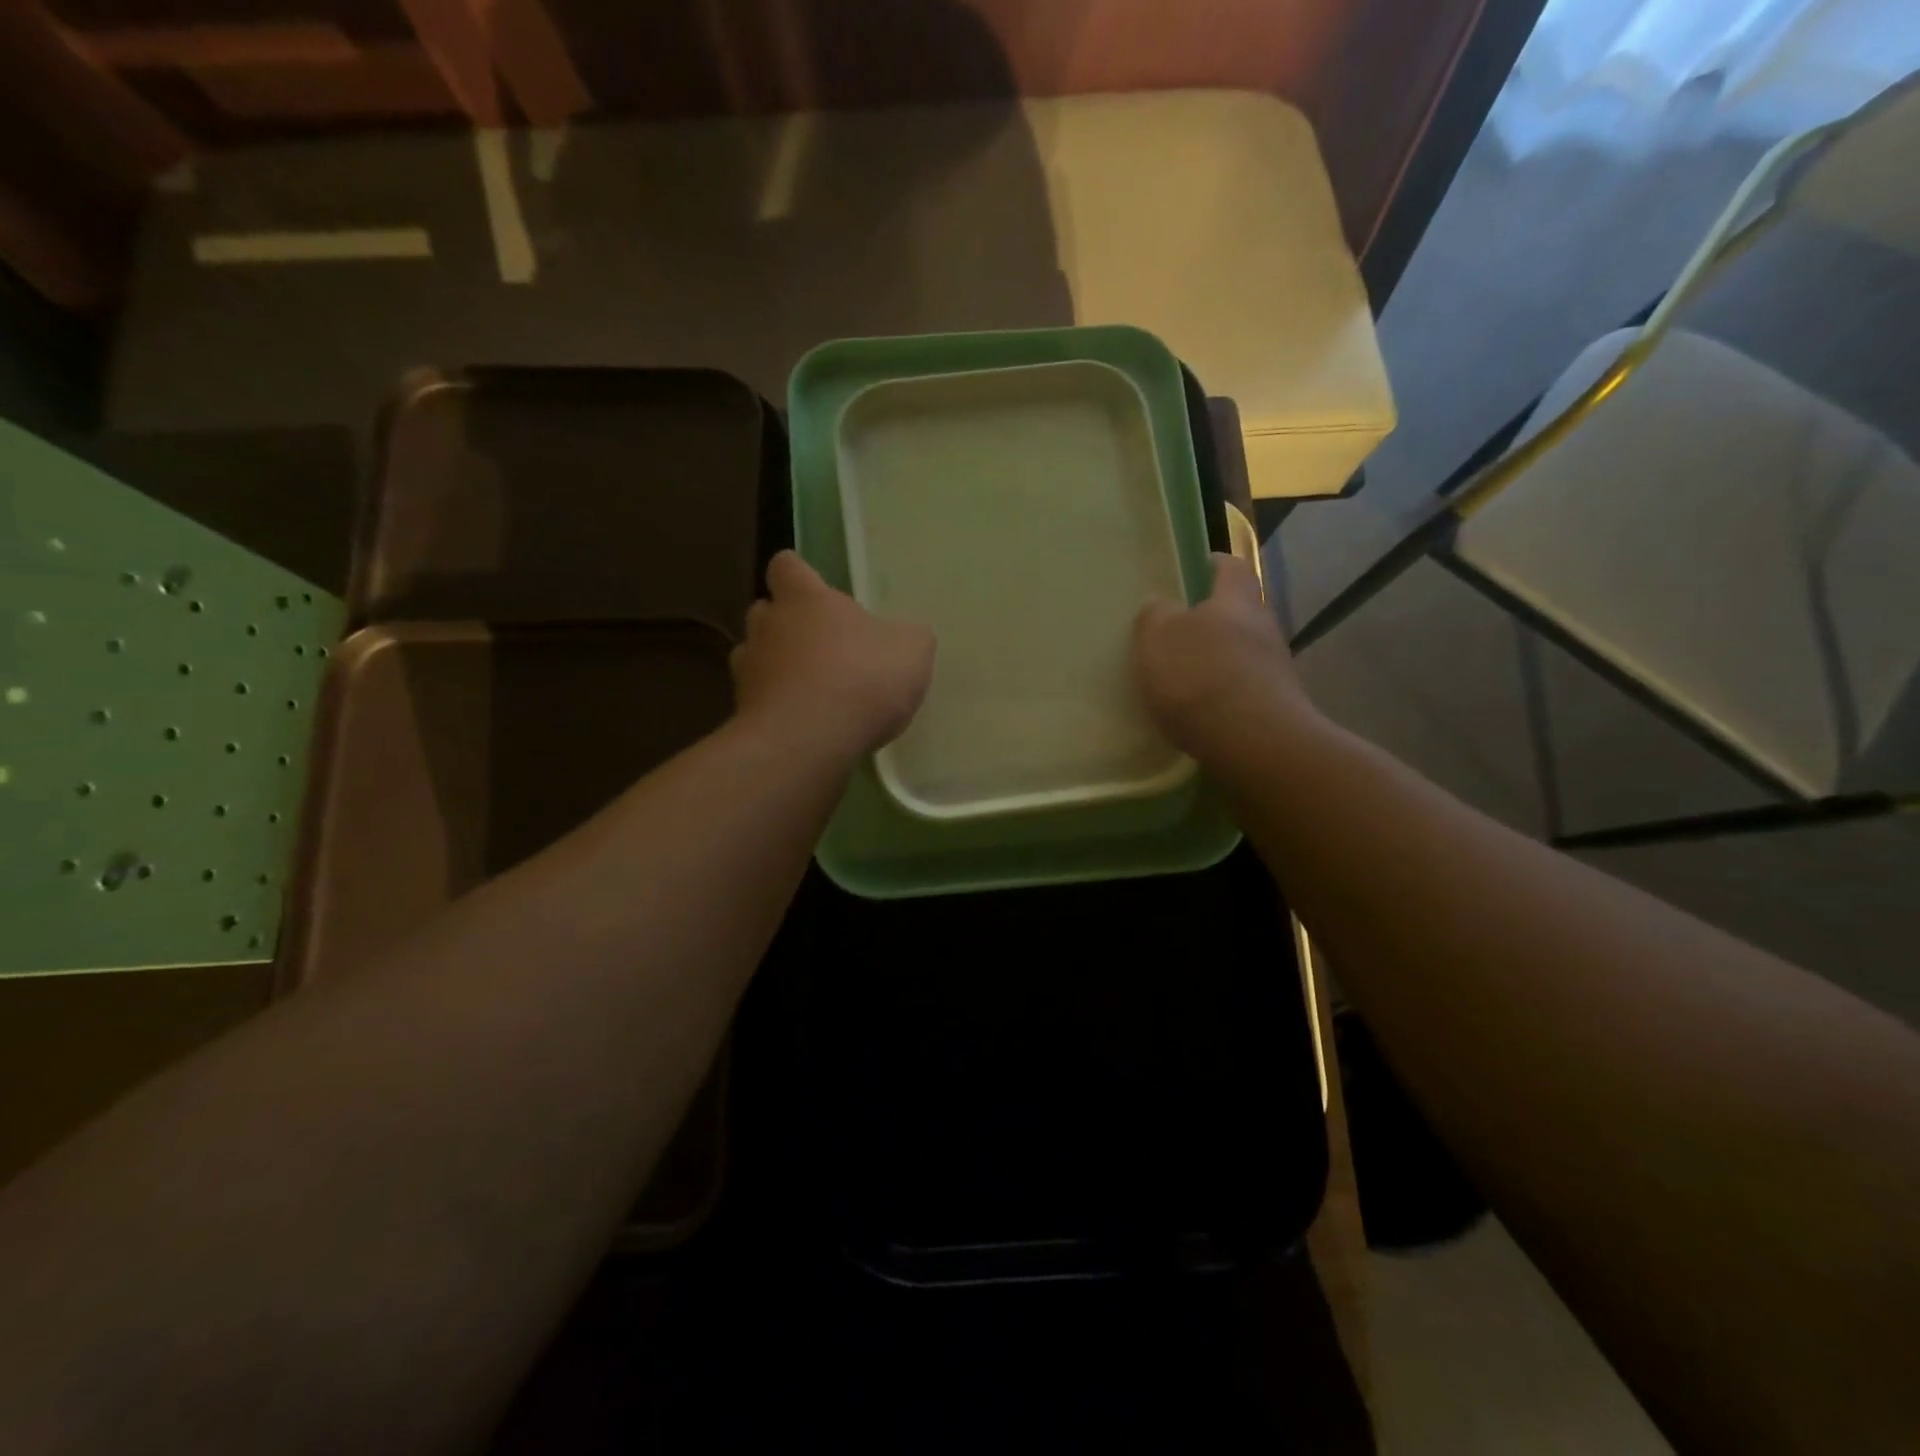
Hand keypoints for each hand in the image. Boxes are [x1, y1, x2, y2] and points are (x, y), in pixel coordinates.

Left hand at [731, 550, 935, 760]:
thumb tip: (903, 636)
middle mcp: (768, 626)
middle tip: (818, 646)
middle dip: (785, 624)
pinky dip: (776, 708)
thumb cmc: (862, 679)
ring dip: (776, 668)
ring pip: (754, 657)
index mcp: (805, 599)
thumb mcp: (911, 651)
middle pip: (765, 611)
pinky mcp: (743, 713)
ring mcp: (748, 671)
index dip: (799, 575)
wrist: (808, 742)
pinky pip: (758, 702)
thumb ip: (907, 637)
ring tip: (807, 690)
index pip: (786, 567)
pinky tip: (803, 726)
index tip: (815, 590)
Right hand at [1133, 552, 1319, 759]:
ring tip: (1180, 678)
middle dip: (1209, 619)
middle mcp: (1264, 627)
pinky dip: (1221, 695)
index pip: (1231, 567)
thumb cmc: (1200, 676)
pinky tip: (1197, 712)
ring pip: (1240, 653)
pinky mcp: (1275, 707)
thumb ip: (1155, 615)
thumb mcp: (1158, 637)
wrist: (1253, 743)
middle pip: (1237, 612)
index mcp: (1237, 600)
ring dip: (1215, 660)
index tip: (1190, 570)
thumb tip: (1160, 604)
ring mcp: (1275, 669)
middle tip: (1173, 632)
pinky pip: (1242, 690)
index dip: (1211, 564)